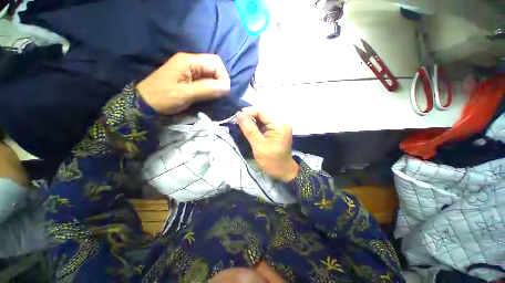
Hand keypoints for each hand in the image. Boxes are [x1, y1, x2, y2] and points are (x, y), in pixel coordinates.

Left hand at [136, 52, 229, 114]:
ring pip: (210, 75)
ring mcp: (189, 70)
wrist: (145, 103)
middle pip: (214, 67)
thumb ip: (207, 90)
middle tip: (219, 95)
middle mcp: (191, 62)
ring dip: (215, 86)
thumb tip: (227, 88)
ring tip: (214, 96)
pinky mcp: (189, 78)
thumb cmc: (163, 97)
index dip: (223, 76)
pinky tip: (208, 95)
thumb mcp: (186, 94)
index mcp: (189, 61)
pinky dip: (210, 88)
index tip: (224, 91)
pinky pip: (205, 81)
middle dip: (220, 81)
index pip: (215, 63)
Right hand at [237, 108, 298, 181]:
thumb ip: (248, 129)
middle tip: (238, 122)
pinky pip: (265, 125)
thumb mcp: (258, 145)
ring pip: (263, 120)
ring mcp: (280, 126)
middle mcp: (281, 122)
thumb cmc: (271, 160)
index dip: (249, 112)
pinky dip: (256, 127)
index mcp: (279, 125)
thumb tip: (238, 114)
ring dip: (252, 122)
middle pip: (263, 115)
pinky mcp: (277, 131)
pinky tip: (250, 130)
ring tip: (242, 126)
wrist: (282, 171)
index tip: (236, 117)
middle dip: (250, 118)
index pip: (262, 112)